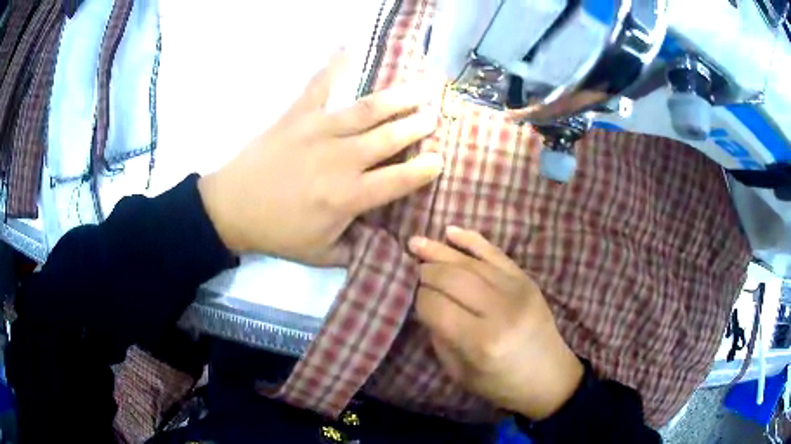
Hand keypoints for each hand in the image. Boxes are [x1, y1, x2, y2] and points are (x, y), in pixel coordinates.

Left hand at [199, 50, 442, 263]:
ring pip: (367, 111)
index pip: (399, 180)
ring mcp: (319, 131)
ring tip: (418, 89)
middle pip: (390, 138)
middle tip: (435, 115)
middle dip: (417, 126)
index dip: (424, 169)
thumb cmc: (277, 233)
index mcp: (349, 196)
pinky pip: (318, 86)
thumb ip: (355, 249)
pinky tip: (346, 48)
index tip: (439, 159)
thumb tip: (380, 241)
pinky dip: (333, 66)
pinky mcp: (297, 116)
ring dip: (396, 99)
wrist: (231, 208)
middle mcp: (342, 159)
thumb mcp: (320, 255)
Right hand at [409, 227, 583, 420]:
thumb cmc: (502, 384)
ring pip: (470, 263)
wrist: (549, 376)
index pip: (436, 306)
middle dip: (425, 272)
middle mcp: (500, 309)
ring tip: (416, 243)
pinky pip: (495, 253)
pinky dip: (472, 240)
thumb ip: (440, 337)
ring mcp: (517, 289)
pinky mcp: (526, 279)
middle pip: (452, 278)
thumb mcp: (461, 373)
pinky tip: (450, 231)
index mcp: (481, 341)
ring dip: (440, 251)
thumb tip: (426, 303)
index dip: (418, 299)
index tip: (412, 300)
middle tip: (411, 272)